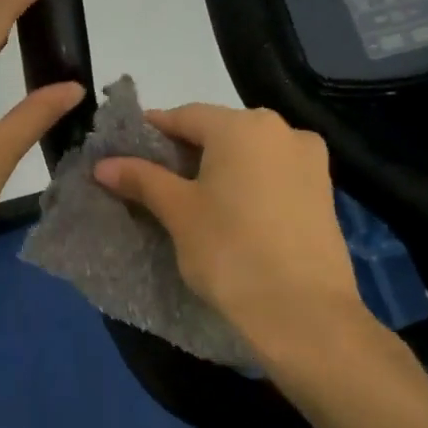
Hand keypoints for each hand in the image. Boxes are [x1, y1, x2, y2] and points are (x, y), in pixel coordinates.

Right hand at [93, 104, 376, 361]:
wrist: (303, 310)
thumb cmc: (230, 251)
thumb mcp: (178, 212)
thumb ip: (142, 179)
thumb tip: (103, 164)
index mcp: (243, 126)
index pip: (185, 116)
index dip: (152, 132)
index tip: (126, 153)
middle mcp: (282, 130)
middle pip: (220, 131)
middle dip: (186, 151)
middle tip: (155, 180)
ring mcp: (310, 160)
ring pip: (249, 153)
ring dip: (218, 167)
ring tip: (192, 198)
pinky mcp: (324, 192)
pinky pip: (273, 174)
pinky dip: (248, 183)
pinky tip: (232, 211)